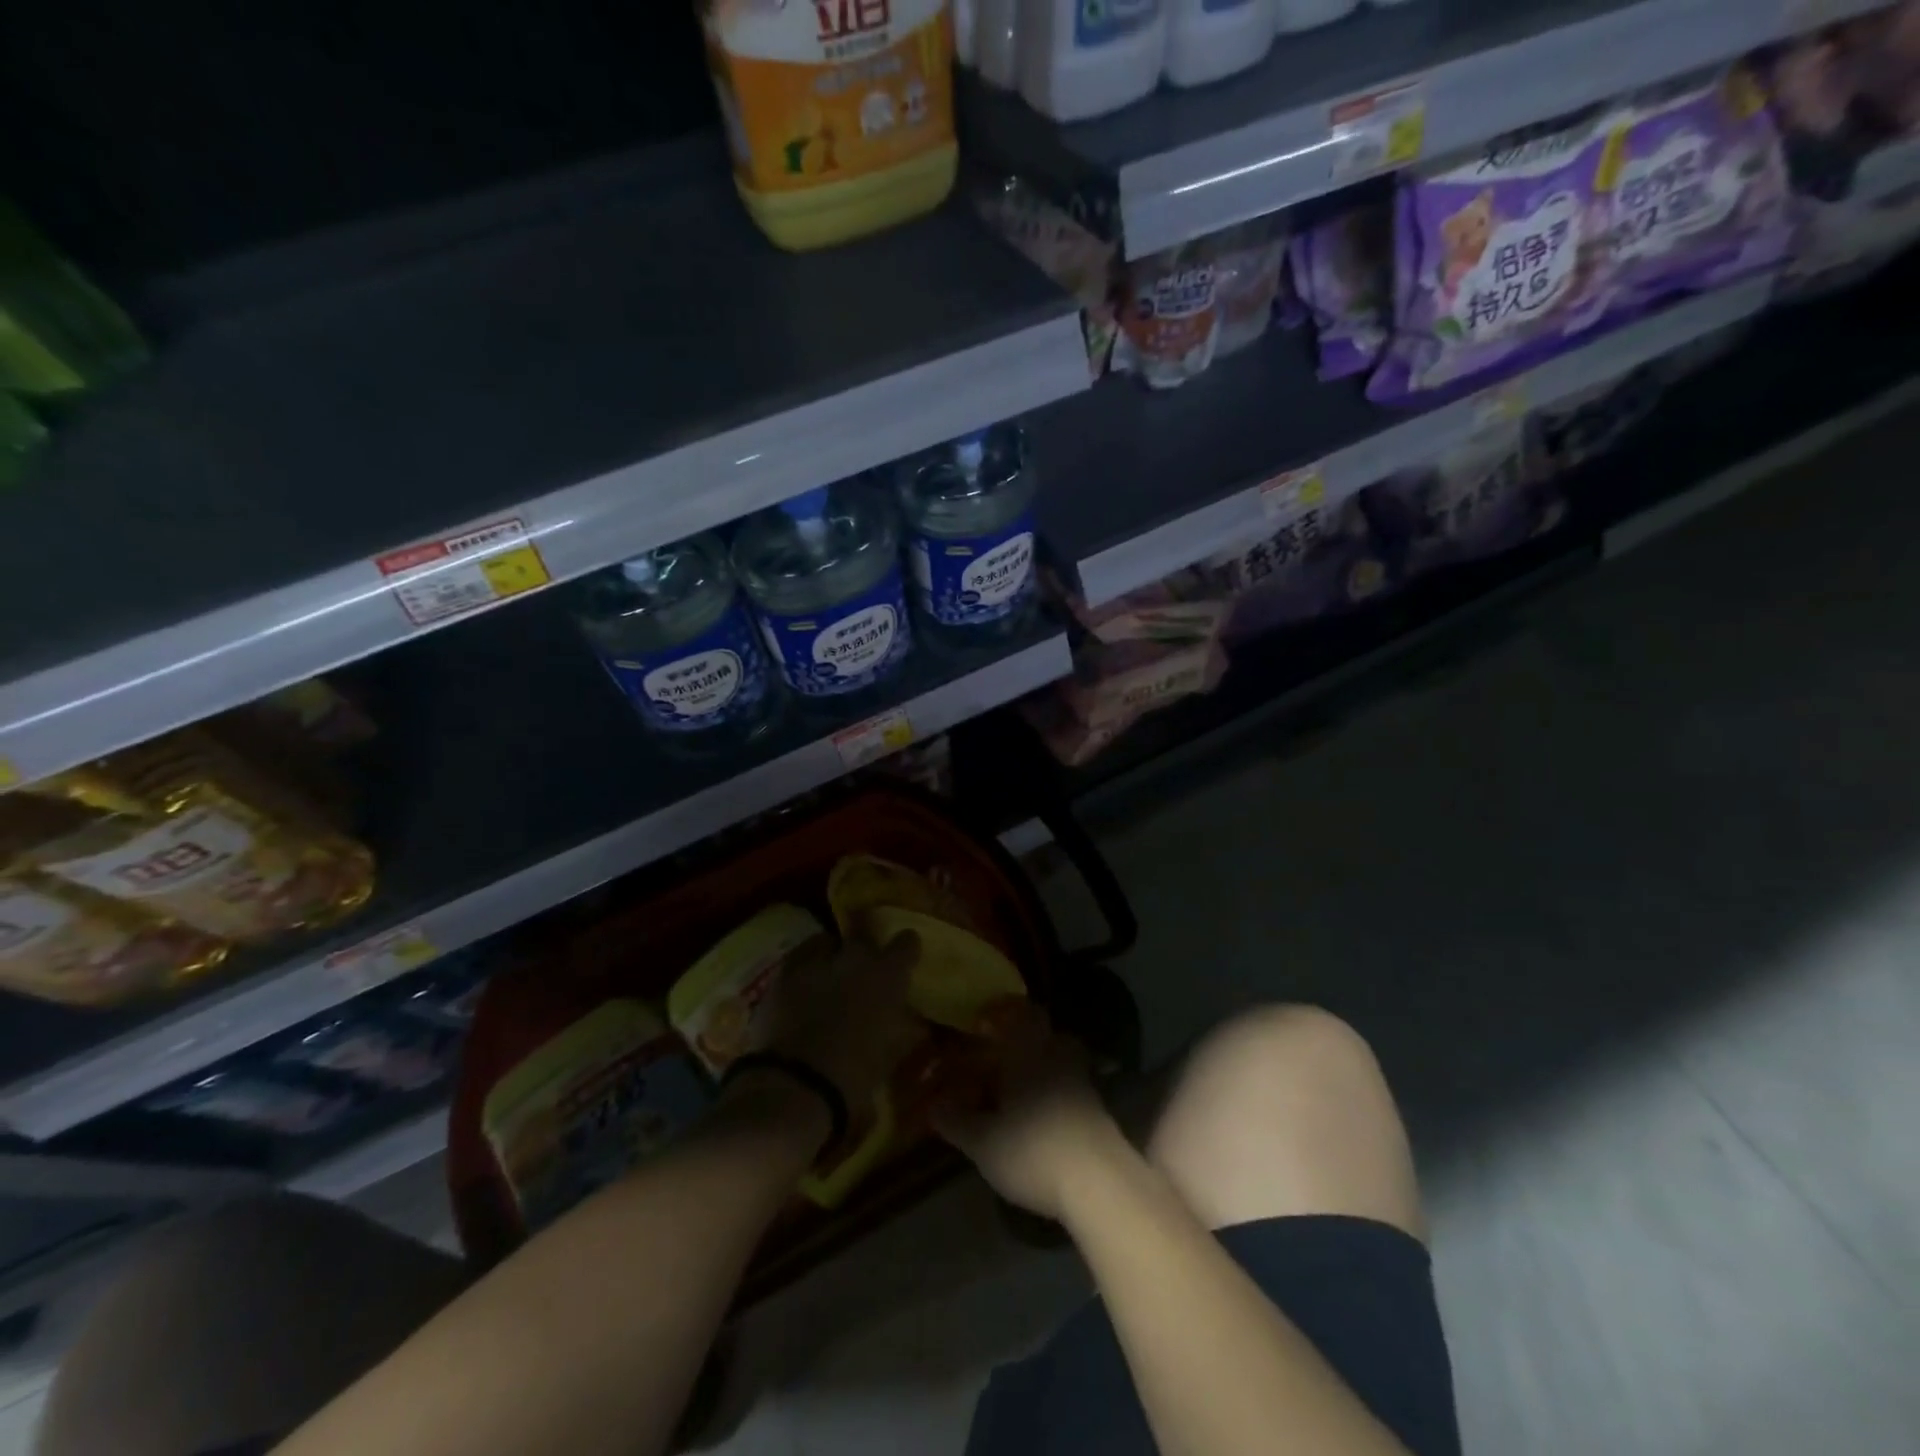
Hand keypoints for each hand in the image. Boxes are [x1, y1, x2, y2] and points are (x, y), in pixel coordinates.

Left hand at [759, 931, 923, 1111]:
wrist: (793, 1086)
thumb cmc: (854, 1077)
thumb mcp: (890, 1055)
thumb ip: (902, 1030)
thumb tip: (912, 1023)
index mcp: (887, 975)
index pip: (906, 942)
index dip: (905, 948)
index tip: (904, 958)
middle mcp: (853, 958)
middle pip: (862, 934)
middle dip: (864, 948)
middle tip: (862, 969)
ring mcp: (815, 962)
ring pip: (826, 943)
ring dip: (830, 955)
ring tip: (827, 976)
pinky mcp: (782, 975)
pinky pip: (798, 961)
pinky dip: (803, 971)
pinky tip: (801, 990)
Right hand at [930, 1002, 1123, 1221]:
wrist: (1097, 1183)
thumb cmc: (1032, 1149)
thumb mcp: (983, 1142)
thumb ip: (957, 1121)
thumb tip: (934, 1104)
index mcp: (1029, 1052)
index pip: (1024, 1014)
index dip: (1008, 1012)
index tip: (989, 1020)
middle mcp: (1059, 1058)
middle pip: (1051, 1035)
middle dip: (1032, 1041)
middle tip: (1008, 1056)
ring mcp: (1084, 1084)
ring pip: (1066, 1062)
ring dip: (1049, 1069)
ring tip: (1025, 1091)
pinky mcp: (1100, 1112)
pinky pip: (1077, 1090)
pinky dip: (1063, 1096)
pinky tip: (1047, 1119)